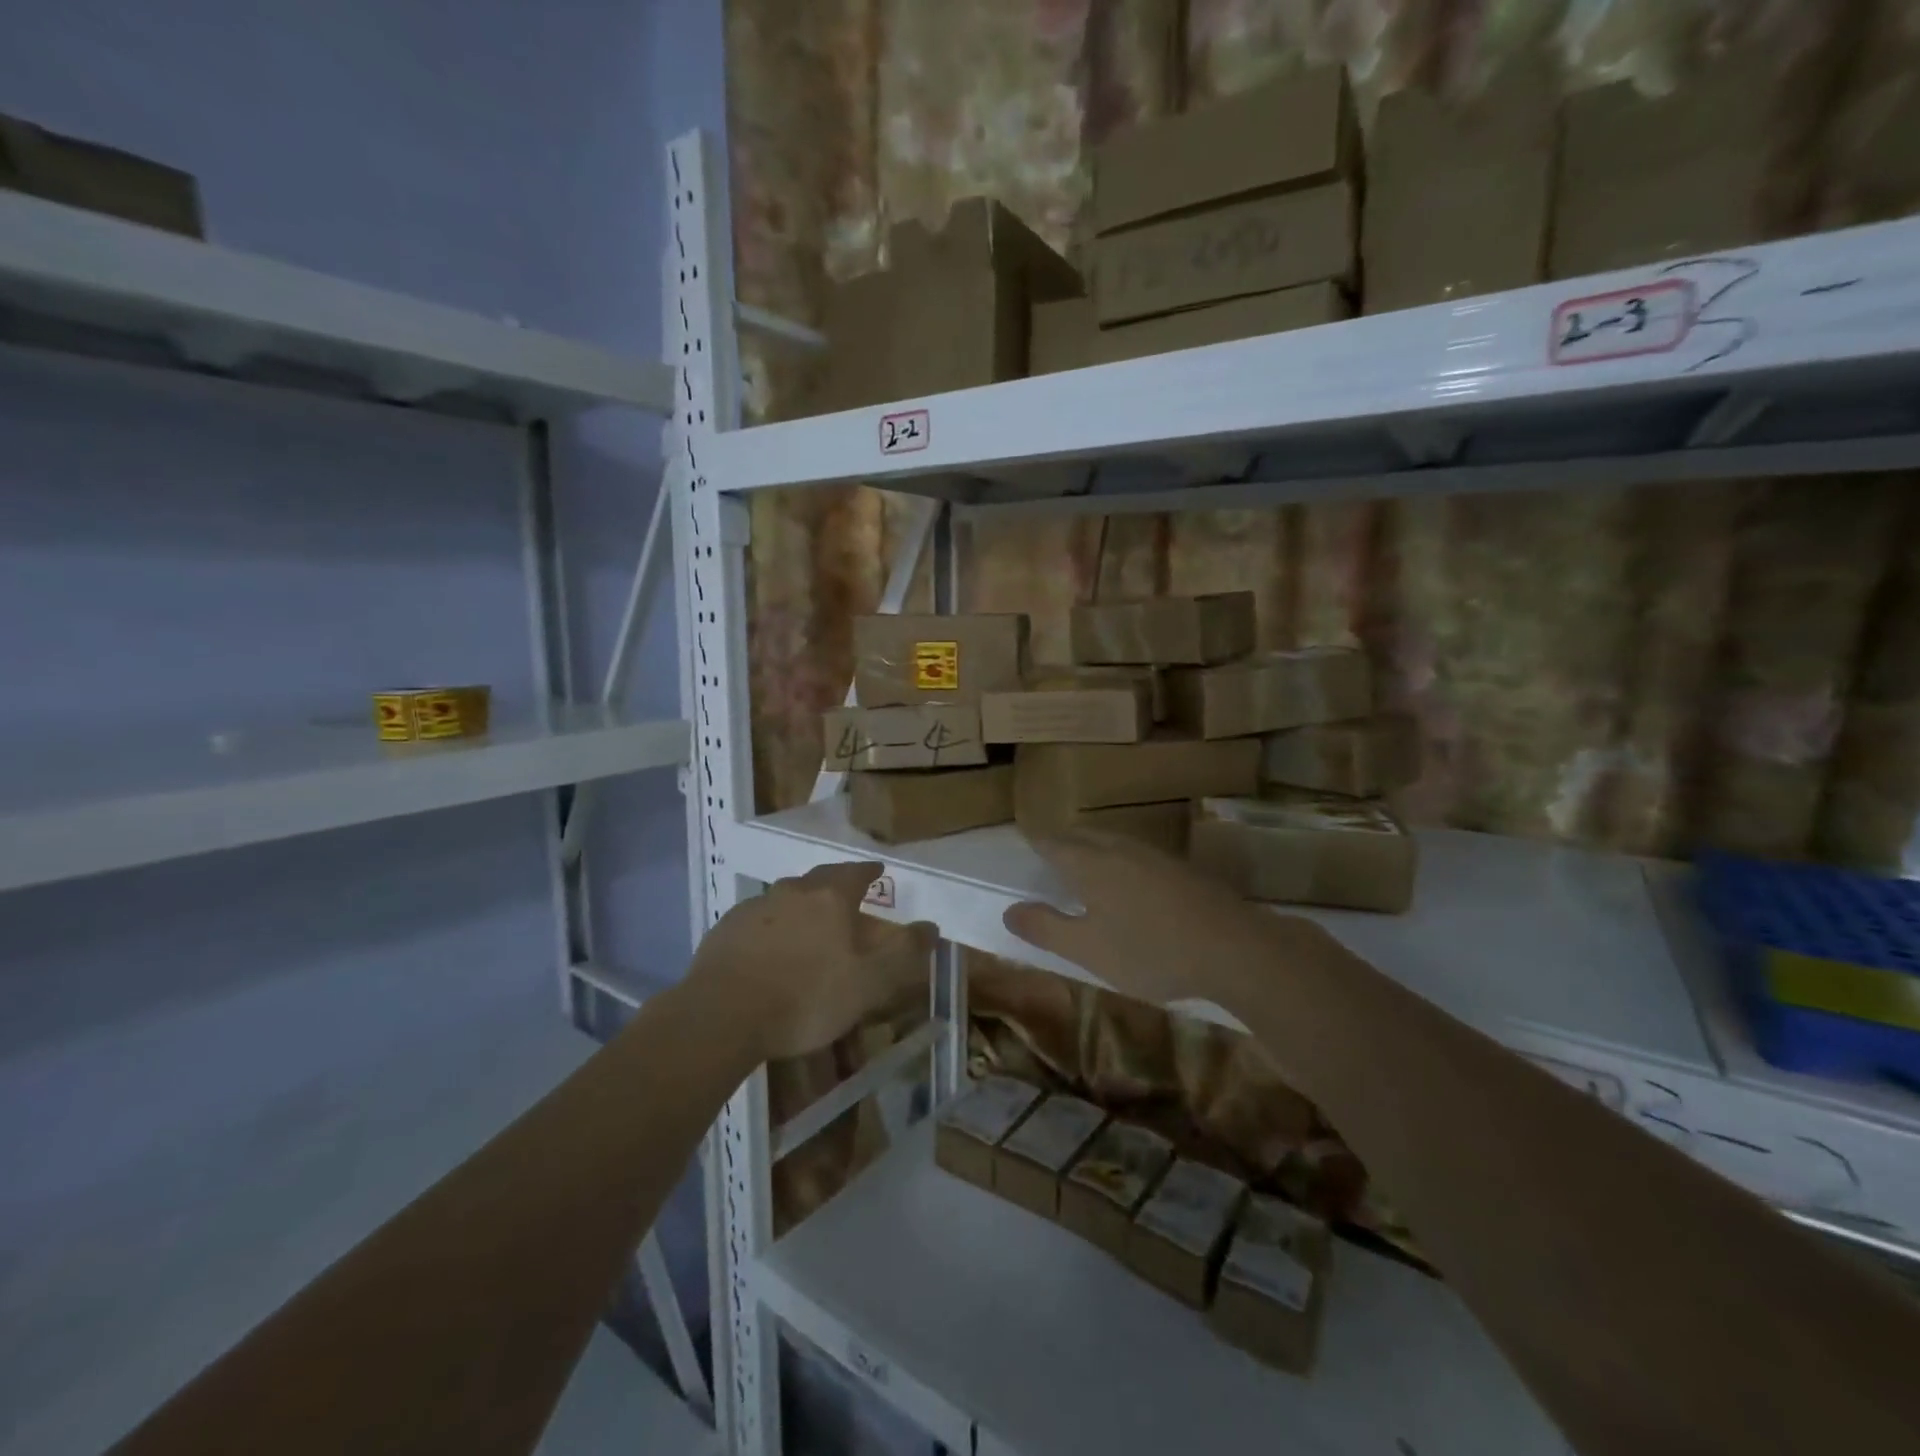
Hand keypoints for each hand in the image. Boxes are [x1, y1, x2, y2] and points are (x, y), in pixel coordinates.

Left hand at [691, 860, 936, 1059]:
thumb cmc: (806, 997)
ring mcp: (755, 908)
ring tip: (808, 925)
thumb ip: (903, 953)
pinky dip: (770, 927)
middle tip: (845, 895)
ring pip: (785, 897)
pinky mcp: (725, 929)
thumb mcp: (869, 983)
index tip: (878, 870)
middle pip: (819, 878)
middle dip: (835, 883)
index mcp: (830, 898)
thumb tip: (933, 926)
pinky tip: (768, 950)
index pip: (856, 872)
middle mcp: (792, 891)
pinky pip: (757, 920)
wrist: (723, 1015)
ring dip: (800, 905)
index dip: (869, 871)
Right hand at [1003, 831, 1324, 1010]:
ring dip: (1093, 849)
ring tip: (1084, 865)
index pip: (1052, 843)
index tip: (1024, 842)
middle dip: (1063, 842)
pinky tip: (1131, 884)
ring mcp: (1155, 856)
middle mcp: (1120, 849)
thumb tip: (1009, 909)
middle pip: (1083, 837)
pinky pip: (1138, 855)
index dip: (1035, 842)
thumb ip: (1046, 928)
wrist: (1234, 948)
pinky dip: (1121, 861)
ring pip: (1113, 842)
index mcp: (1090, 863)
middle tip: (1049, 854)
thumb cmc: (1150, 951)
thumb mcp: (1088, 950)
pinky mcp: (1182, 869)